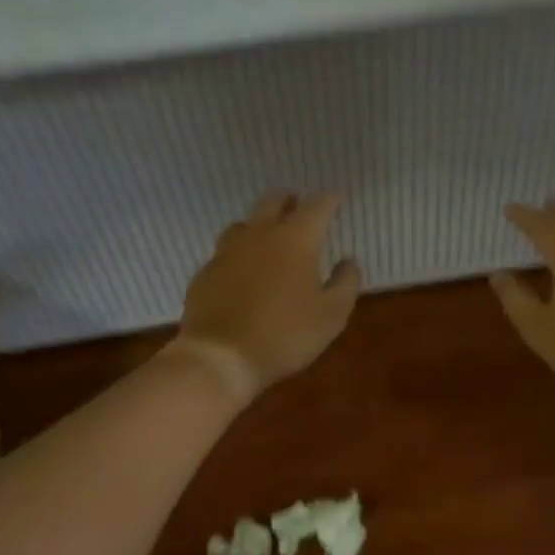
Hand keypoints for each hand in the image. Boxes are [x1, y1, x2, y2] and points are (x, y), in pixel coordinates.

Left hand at [174, 192, 361, 400]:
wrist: (221, 356)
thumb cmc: (285, 334)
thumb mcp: (332, 315)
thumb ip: (345, 283)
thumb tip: (348, 261)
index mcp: (295, 239)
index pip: (316, 206)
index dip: (329, 199)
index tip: (336, 198)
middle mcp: (259, 235)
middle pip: (273, 201)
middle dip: (290, 200)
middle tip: (299, 208)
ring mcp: (227, 251)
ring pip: (245, 223)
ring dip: (260, 224)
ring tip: (269, 238)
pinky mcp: (205, 272)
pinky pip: (225, 253)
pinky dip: (239, 255)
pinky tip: (242, 272)